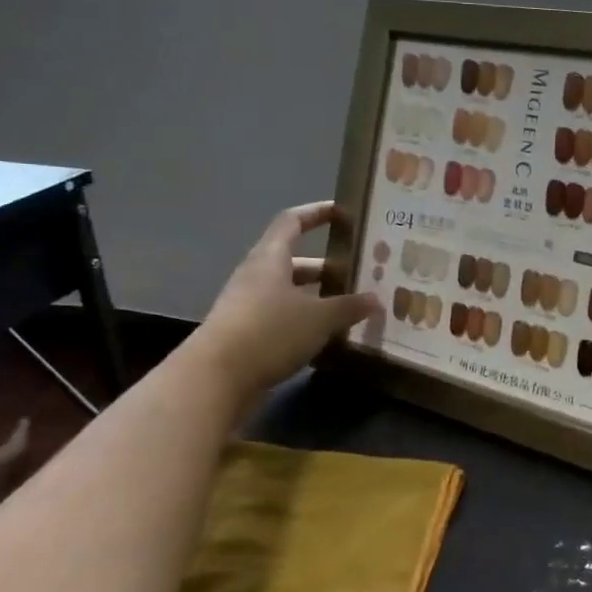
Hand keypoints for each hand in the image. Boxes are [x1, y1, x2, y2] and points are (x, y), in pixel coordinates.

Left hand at [195, 201, 380, 394]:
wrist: (215, 379)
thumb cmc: (270, 332)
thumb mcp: (319, 318)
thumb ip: (349, 306)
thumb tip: (376, 300)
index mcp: (271, 258)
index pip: (293, 221)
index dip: (317, 213)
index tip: (342, 212)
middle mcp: (257, 276)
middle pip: (294, 261)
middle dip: (327, 266)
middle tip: (358, 273)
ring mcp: (248, 306)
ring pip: (289, 293)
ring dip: (317, 297)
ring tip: (350, 307)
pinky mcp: (246, 335)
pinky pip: (282, 319)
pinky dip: (305, 322)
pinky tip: (328, 336)